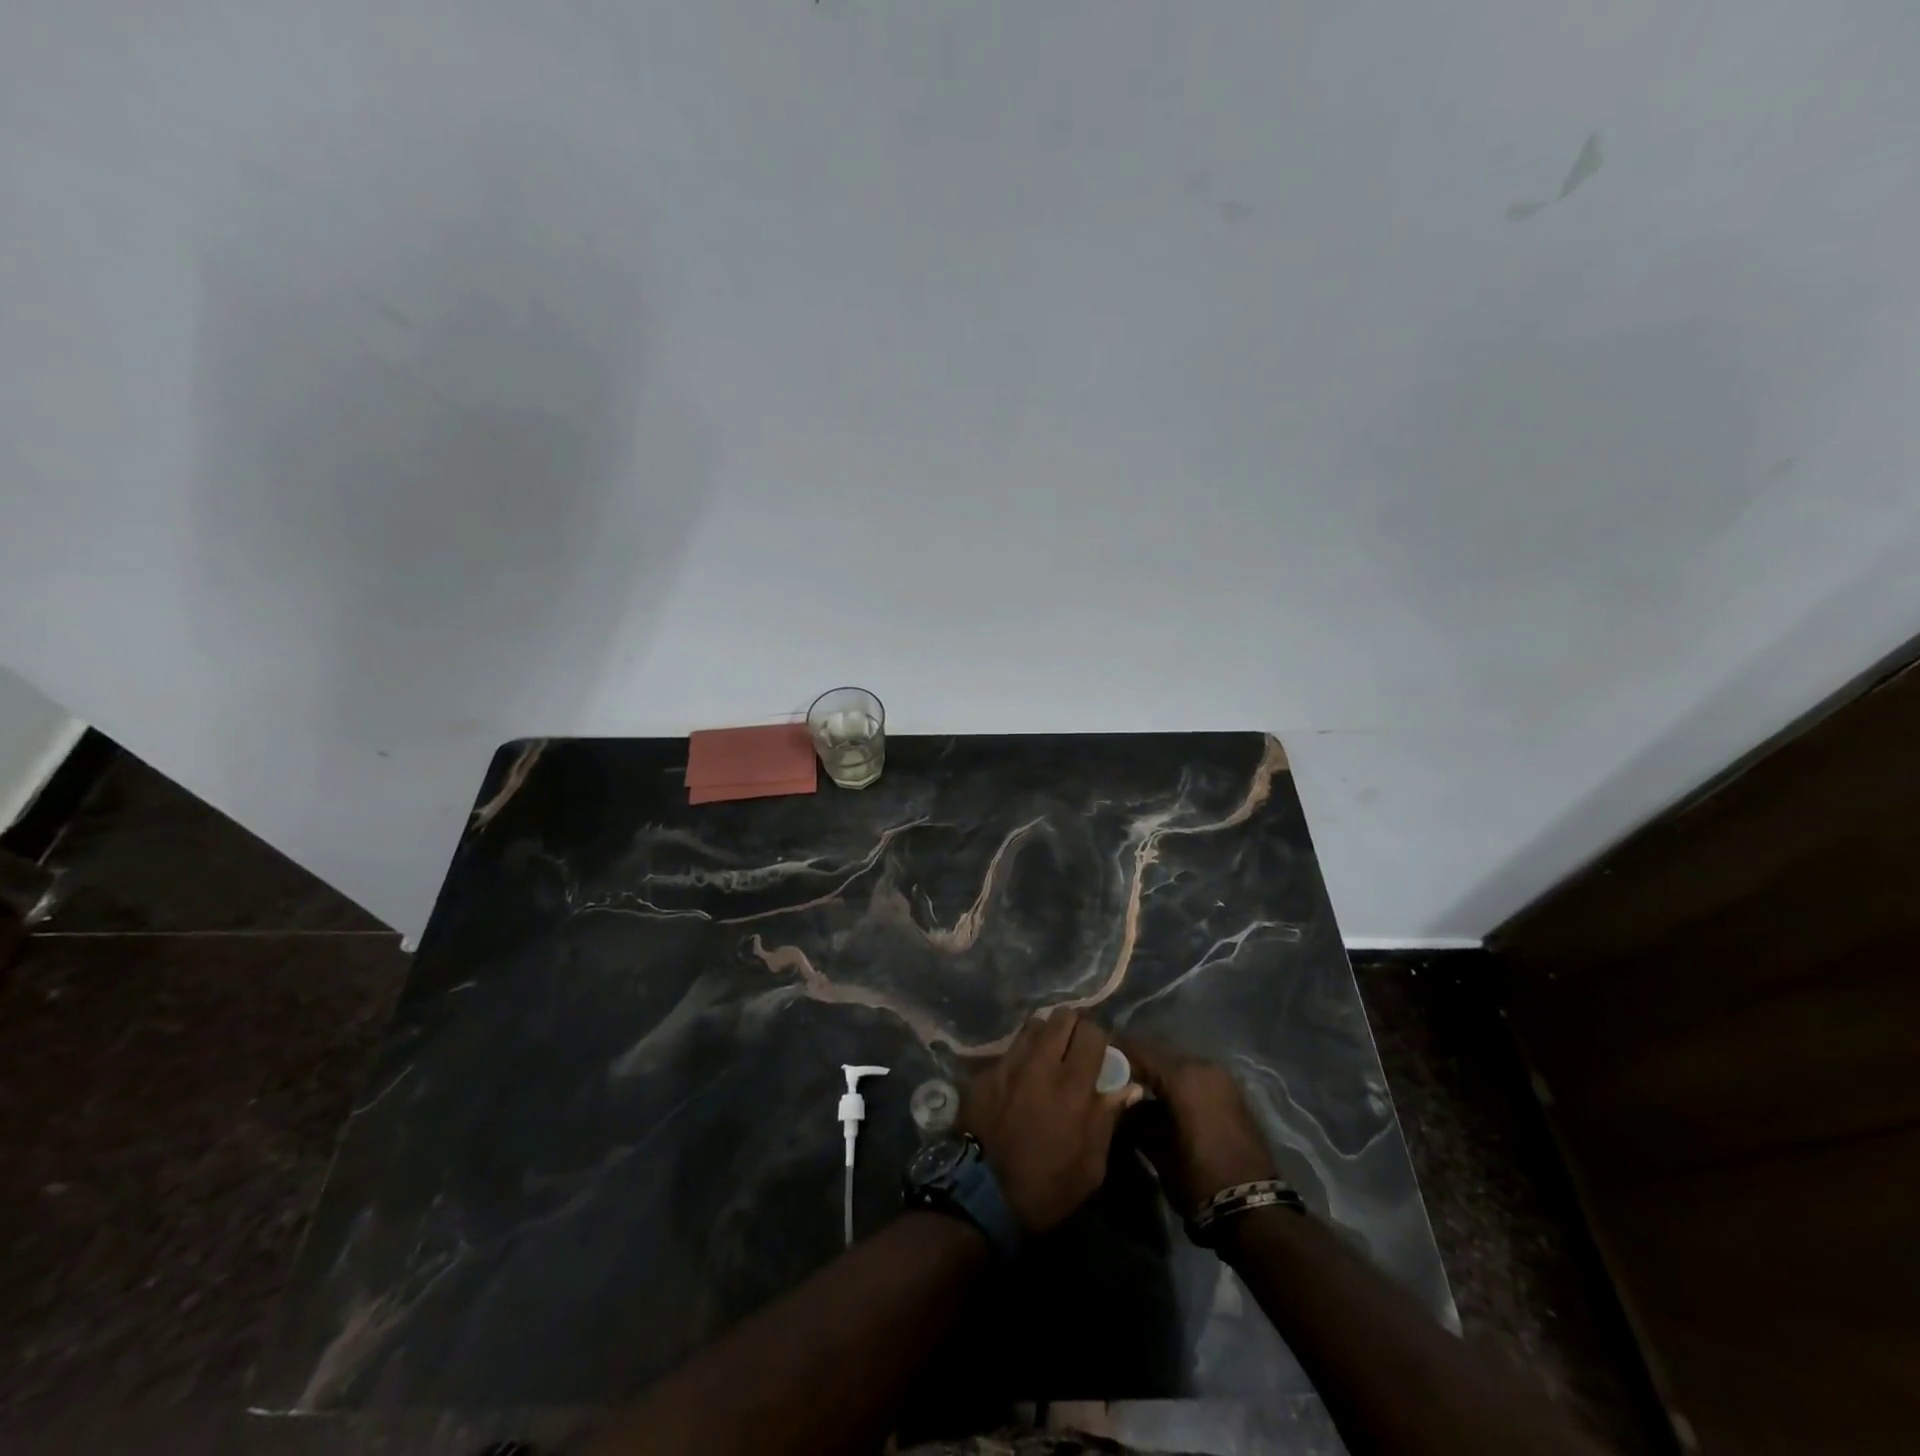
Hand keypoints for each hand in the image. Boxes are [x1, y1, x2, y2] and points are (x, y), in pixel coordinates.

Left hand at [959, 1009, 1140, 1234]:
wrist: (980, 1197)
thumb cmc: (1046, 1188)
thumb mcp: (1091, 1166)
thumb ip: (1107, 1118)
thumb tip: (1128, 1086)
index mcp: (1072, 1087)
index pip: (1092, 1032)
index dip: (1099, 1039)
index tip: (1099, 1055)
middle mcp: (1040, 1064)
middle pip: (1062, 1017)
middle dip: (1073, 1027)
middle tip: (1075, 1050)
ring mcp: (1008, 1064)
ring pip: (1033, 1025)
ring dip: (1046, 1035)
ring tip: (1048, 1056)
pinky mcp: (985, 1072)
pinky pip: (1010, 1049)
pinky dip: (1021, 1055)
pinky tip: (1021, 1077)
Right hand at [1118, 1040, 1276, 1216]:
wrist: (1255, 1211)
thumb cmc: (1199, 1178)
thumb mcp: (1156, 1149)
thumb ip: (1132, 1117)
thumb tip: (1117, 1101)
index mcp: (1183, 1075)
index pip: (1137, 1050)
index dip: (1113, 1054)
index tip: (1093, 1061)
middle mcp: (1203, 1066)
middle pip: (1158, 1054)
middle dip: (1135, 1064)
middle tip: (1111, 1077)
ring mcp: (1221, 1079)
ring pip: (1177, 1066)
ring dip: (1156, 1075)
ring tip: (1133, 1091)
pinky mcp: (1232, 1094)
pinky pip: (1194, 1078)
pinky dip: (1176, 1085)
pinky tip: (1161, 1102)